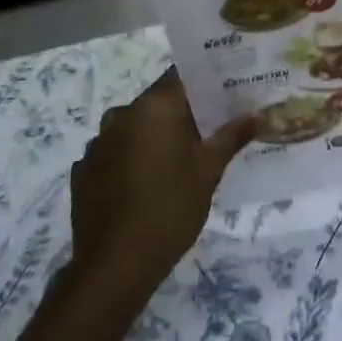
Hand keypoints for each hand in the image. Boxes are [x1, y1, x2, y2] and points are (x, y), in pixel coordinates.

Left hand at [69, 70, 255, 304]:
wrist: (116, 263)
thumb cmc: (171, 208)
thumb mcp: (209, 171)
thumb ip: (231, 137)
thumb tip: (257, 115)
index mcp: (153, 108)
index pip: (181, 76)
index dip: (204, 81)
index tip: (226, 91)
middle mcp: (121, 115)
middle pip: (157, 102)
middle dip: (183, 113)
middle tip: (211, 130)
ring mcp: (97, 143)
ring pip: (134, 128)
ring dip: (155, 136)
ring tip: (179, 161)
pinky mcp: (84, 170)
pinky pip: (115, 153)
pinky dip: (131, 159)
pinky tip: (146, 184)